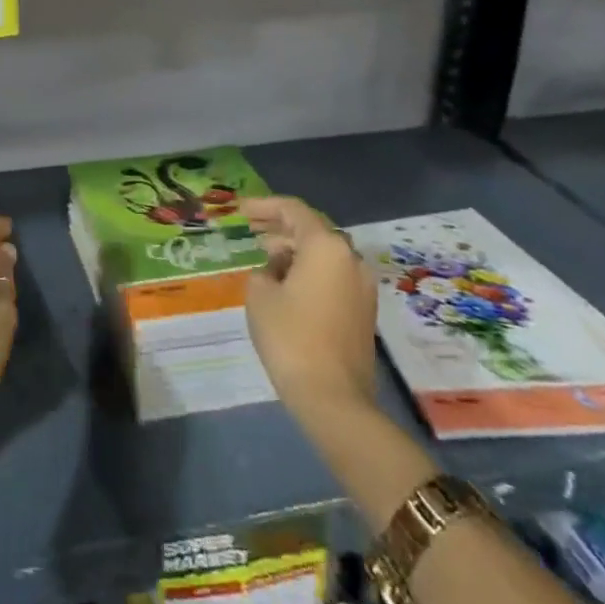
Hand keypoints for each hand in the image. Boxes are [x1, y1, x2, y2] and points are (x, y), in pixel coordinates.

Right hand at [243, 196, 381, 425]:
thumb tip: (279, 268)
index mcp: (326, 246)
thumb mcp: (260, 293)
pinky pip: (333, 274)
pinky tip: (286, 281)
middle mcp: (350, 258)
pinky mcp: (363, 309)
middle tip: (251, 228)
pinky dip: (309, 269)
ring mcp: (361, 285)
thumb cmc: (291, 336)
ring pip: (324, 253)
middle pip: (313, 229)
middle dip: (280, 226)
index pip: (293, 210)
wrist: (333, 397)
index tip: (241, 210)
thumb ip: (265, 268)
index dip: (264, 206)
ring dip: (296, 249)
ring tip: (265, 254)